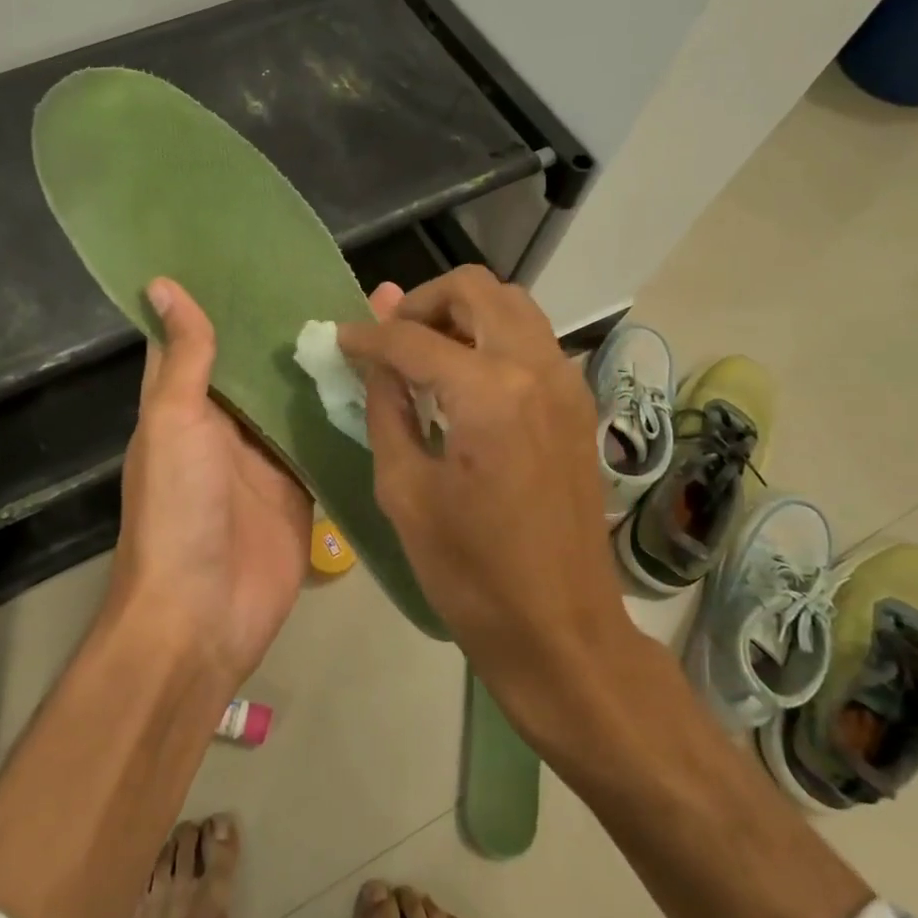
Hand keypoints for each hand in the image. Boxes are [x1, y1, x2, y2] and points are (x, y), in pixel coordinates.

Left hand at [111, 278, 403, 689]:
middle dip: (292, 325)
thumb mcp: (173, 423)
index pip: (203, 337)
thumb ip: (184, 358)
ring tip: (374, 313)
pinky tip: (386, 373)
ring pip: (299, 397)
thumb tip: (163, 283)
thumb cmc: (178, 509)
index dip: (225, 297)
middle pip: (261, 364)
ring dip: (326, 362)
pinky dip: (348, 411)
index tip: (260, 252)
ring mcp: (268, 455)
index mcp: (186, 402)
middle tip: (341, 275)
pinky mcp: (303, 484)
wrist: (204, 614)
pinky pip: (326, 438)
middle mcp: (227, 422)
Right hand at [336, 268, 632, 694]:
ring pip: (510, 305)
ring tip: (423, 353)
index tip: (340, 338)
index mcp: (489, 393)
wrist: (560, 628)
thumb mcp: (404, 490)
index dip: (367, 336)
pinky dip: (491, 337)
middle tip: (389, 339)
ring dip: (461, 313)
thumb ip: (386, 409)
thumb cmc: (470, 572)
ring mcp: (566, 382)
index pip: (412, 339)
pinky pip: (530, 339)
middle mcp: (536, 368)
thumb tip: (373, 359)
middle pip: (474, 289)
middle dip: (422, 302)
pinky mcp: (578, 403)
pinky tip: (462, 380)